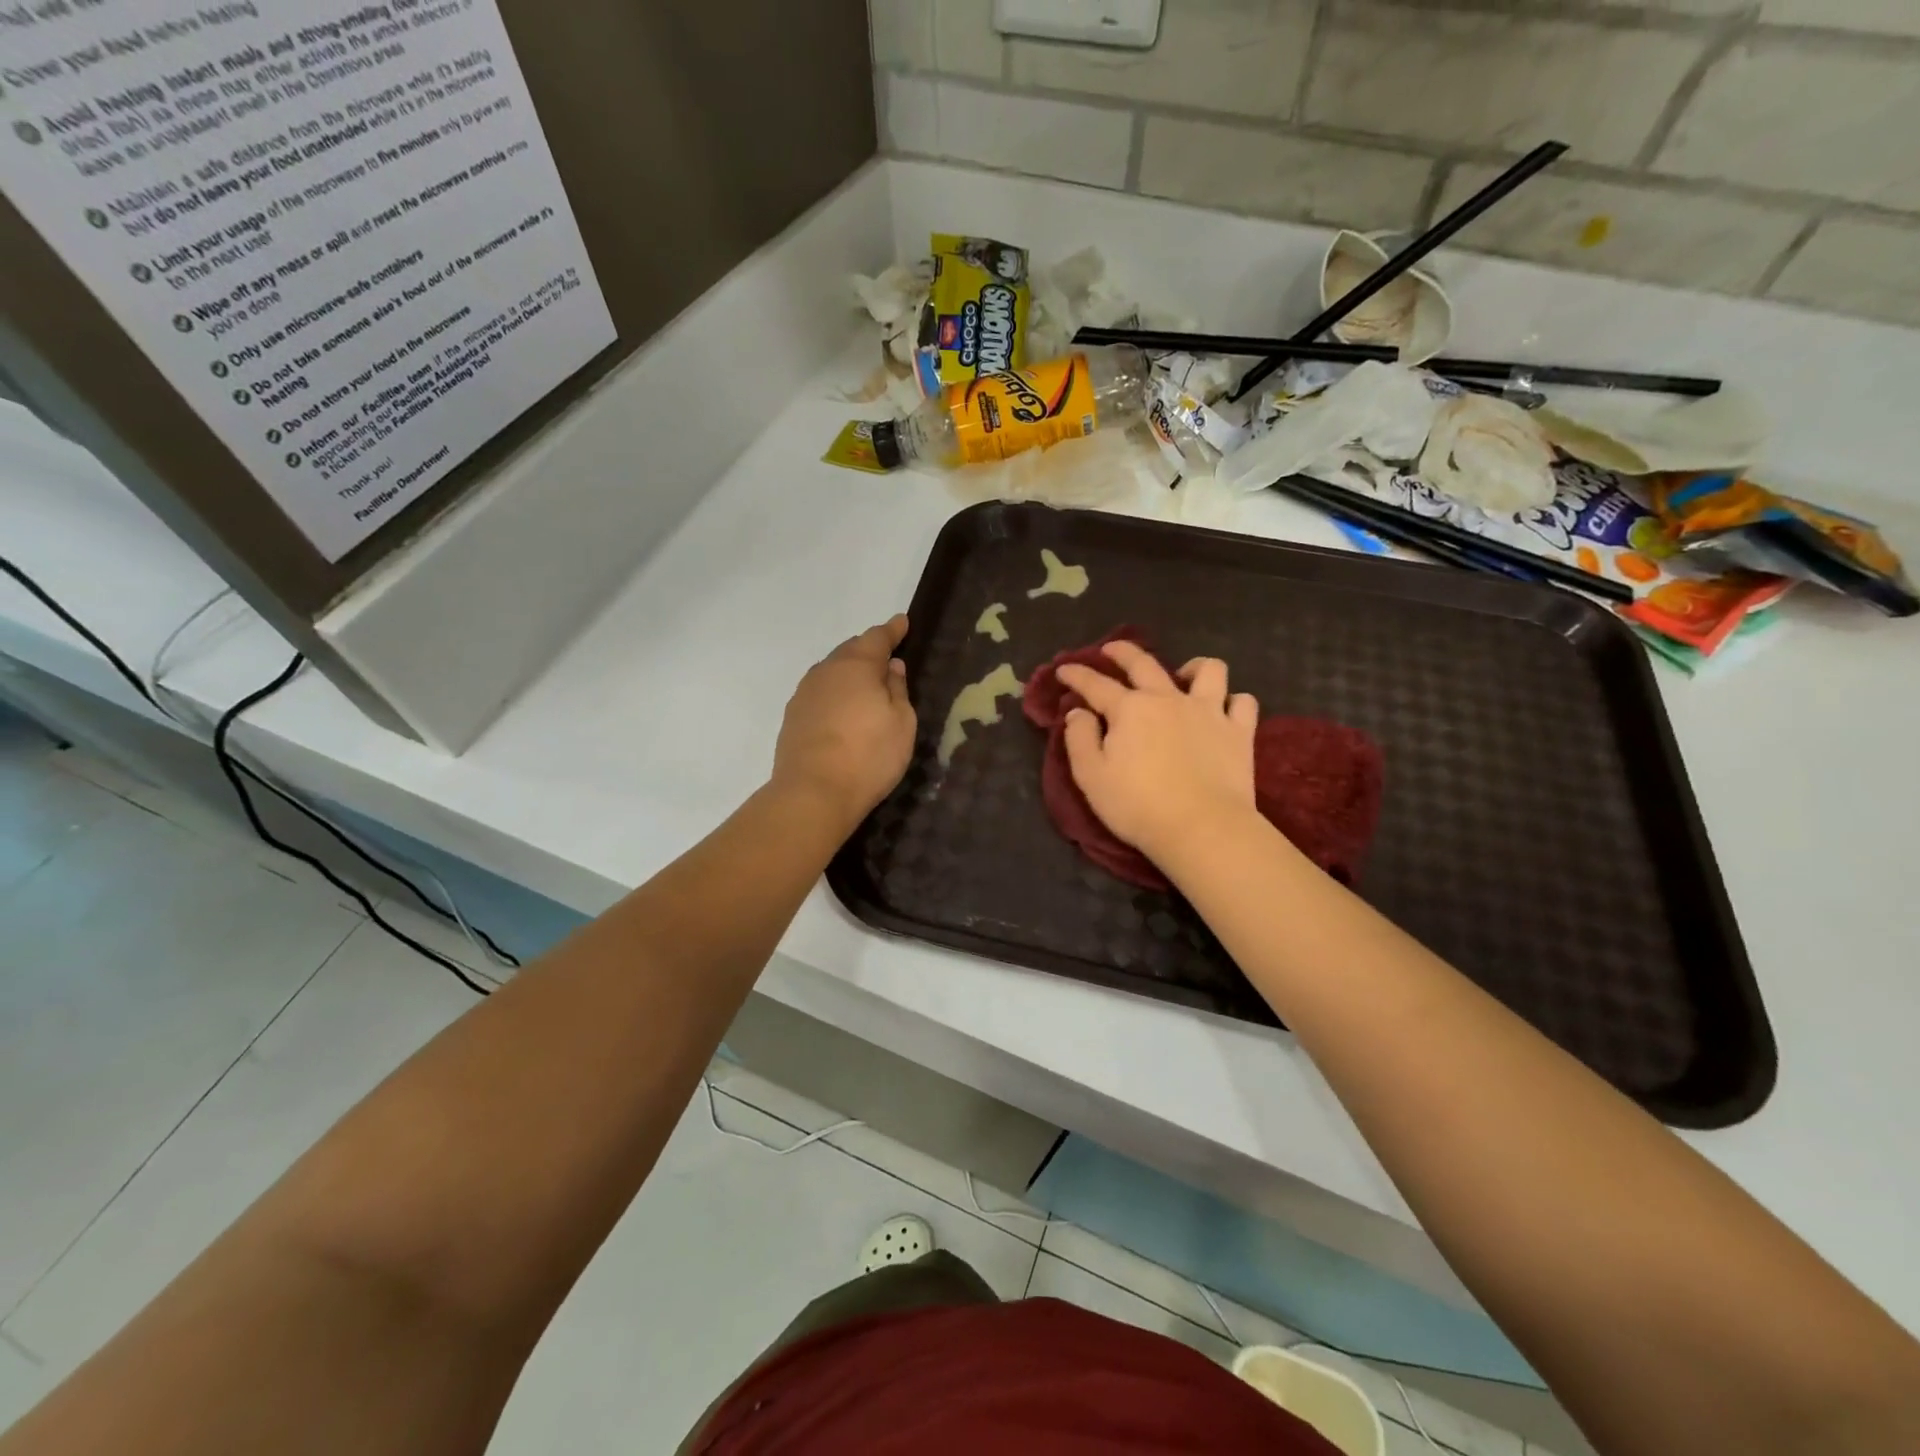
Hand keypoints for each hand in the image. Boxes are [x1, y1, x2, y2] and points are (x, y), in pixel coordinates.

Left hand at [773, 614, 915, 832]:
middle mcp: (825, 672)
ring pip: (831, 672)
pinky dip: (835, 694)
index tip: (902, 622)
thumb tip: (891, 667)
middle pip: (850, 652)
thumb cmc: (869, 756)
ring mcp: (804, 694)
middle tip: (887, 657)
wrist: (813, 793)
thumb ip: (897, 689)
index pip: (877, 638)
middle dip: (869, 650)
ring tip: (865, 685)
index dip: (892, 630)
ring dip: (849, 673)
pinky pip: (820, 694)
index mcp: (856, 666)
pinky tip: (843, 710)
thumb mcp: (901, 723)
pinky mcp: (793, 718)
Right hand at [1057, 642, 1260, 866]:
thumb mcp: (1091, 777)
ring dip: (1193, 667)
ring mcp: (1209, 711)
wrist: (1201, 828)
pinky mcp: (1239, 732)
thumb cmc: (1138, 806)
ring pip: (1208, 670)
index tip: (1064, 669)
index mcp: (1129, 709)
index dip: (1077, 675)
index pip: (1096, 684)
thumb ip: (1079, 739)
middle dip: (1123, 652)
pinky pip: (1243, 702)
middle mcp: (1168, 699)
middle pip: (1144, 663)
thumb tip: (1078, 712)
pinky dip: (1233, 702)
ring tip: (1185, 676)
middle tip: (1112, 650)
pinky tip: (1225, 710)